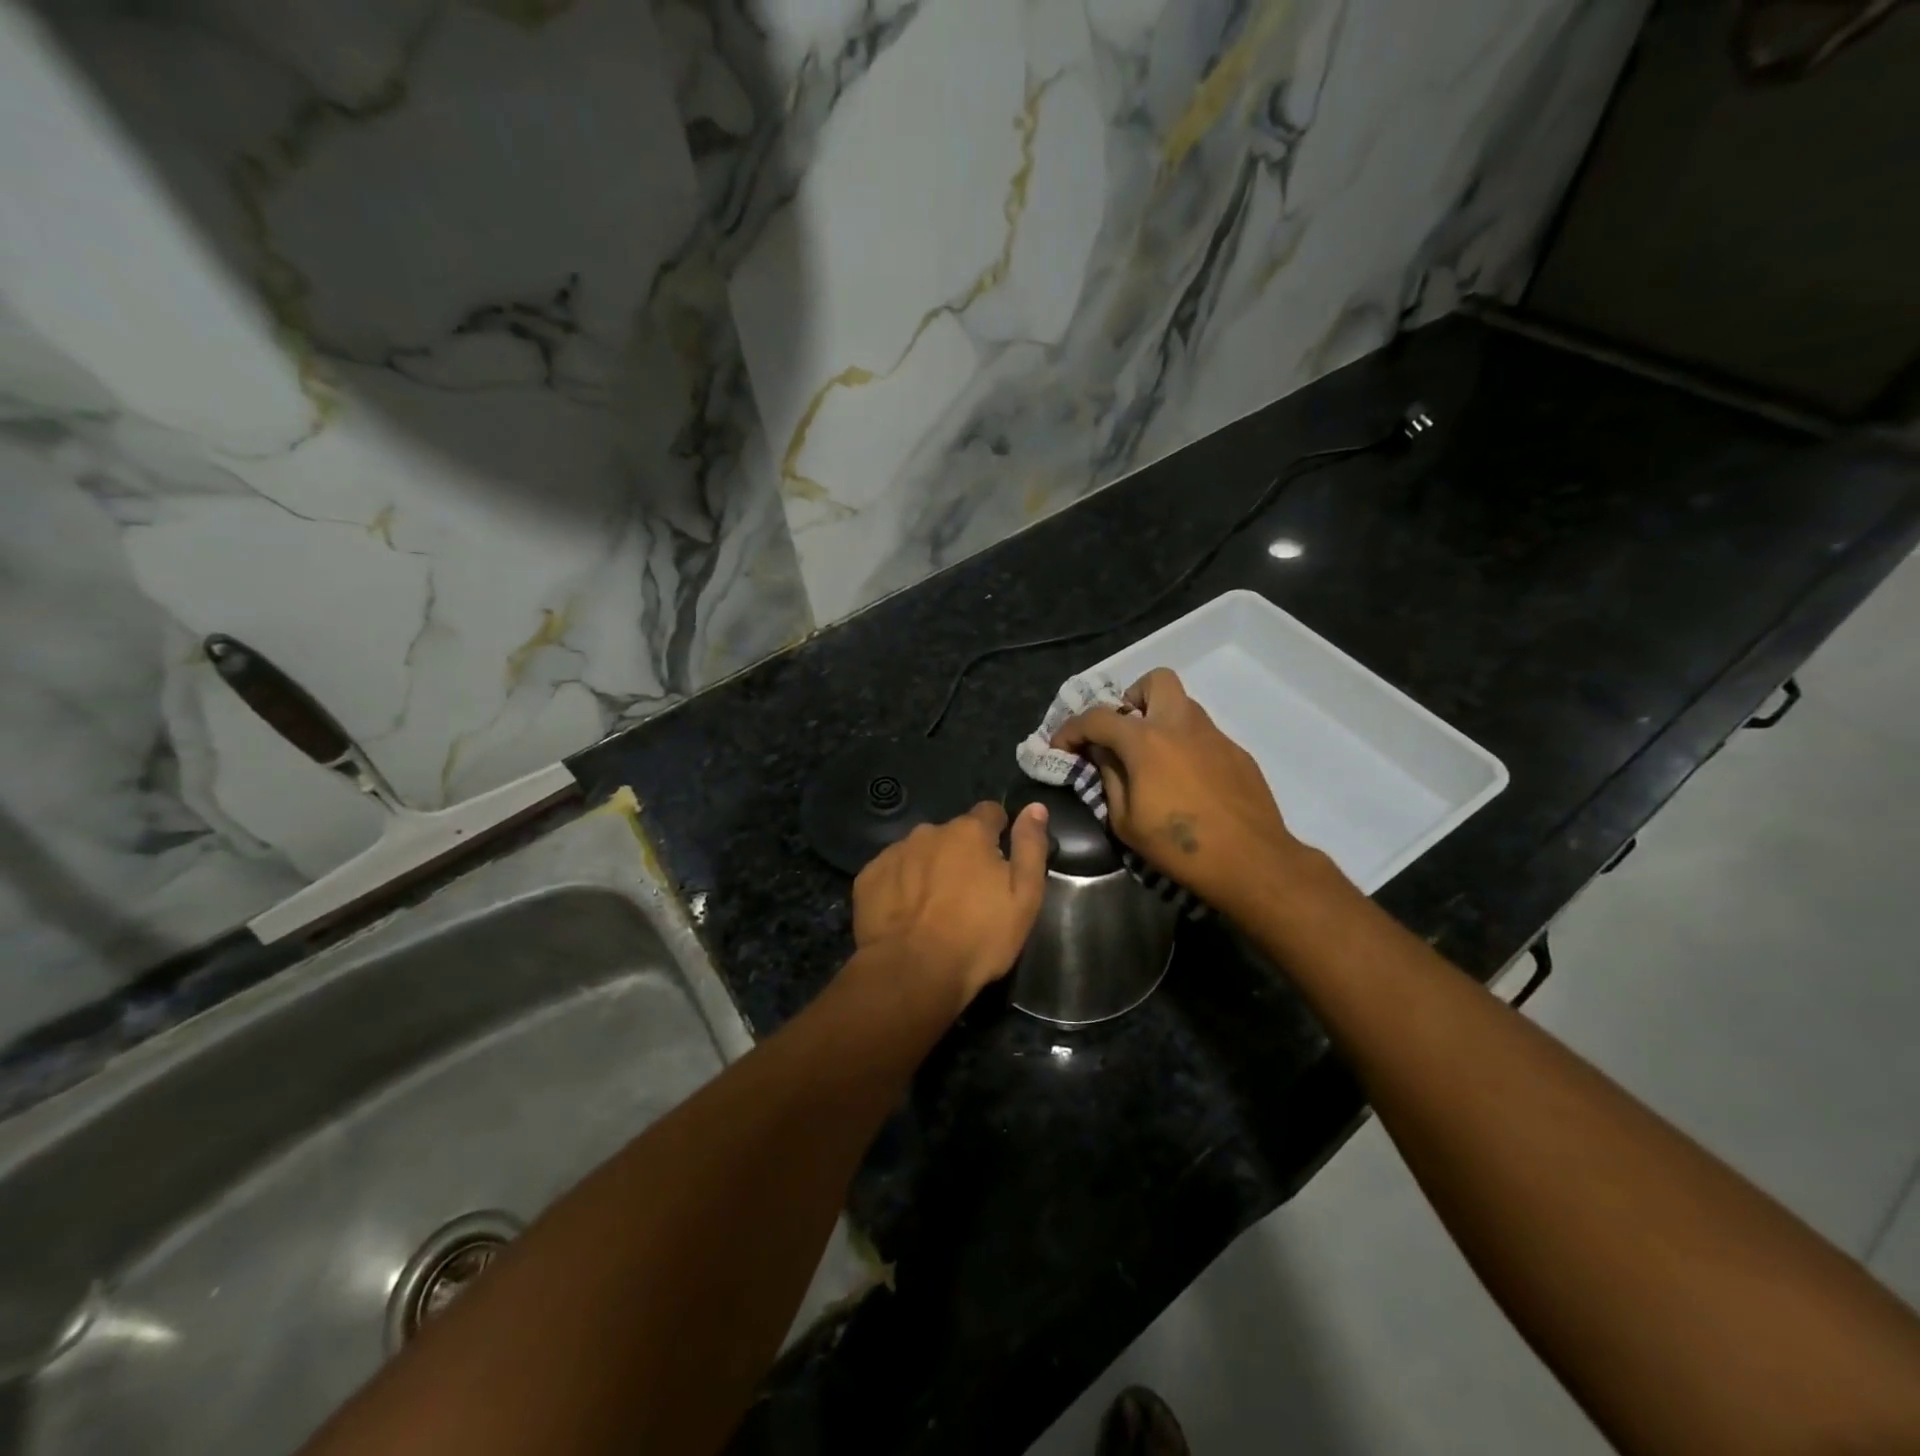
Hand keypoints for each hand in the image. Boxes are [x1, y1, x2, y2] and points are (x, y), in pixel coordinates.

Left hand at [851, 801, 1050, 1011]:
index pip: (990, 813)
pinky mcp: (869, 877)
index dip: (998, 832)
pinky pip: (892, 872)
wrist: (913, 972)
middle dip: (961, 854)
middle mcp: (929, 831)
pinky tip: (906, 914)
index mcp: (970, 832)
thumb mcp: (1024, 896)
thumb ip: (1031, 846)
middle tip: (968, 893)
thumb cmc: (979, 936)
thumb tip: (1035, 807)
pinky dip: (901, 886)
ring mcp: (895, 853)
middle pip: (952, 835)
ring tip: (934, 907)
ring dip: (930, 869)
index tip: (1000, 860)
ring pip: (920, 852)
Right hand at [1051, 668, 1301, 907]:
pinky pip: (1203, 735)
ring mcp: (1214, 736)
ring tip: (1151, 759)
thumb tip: (1102, 755)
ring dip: (1160, 720)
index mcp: (1146, 741)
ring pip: (1183, 706)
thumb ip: (1109, 778)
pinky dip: (1185, 746)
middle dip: (1132, 699)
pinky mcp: (1237, 753)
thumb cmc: (1178, 846)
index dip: (1072, 729)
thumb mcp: (1125, 821)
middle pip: (1155, 681)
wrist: (1251, 861)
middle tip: (1123, 733)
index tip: (1061, 747)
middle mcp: (1181, 725)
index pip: (1097, 717)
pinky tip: (1186, 782)